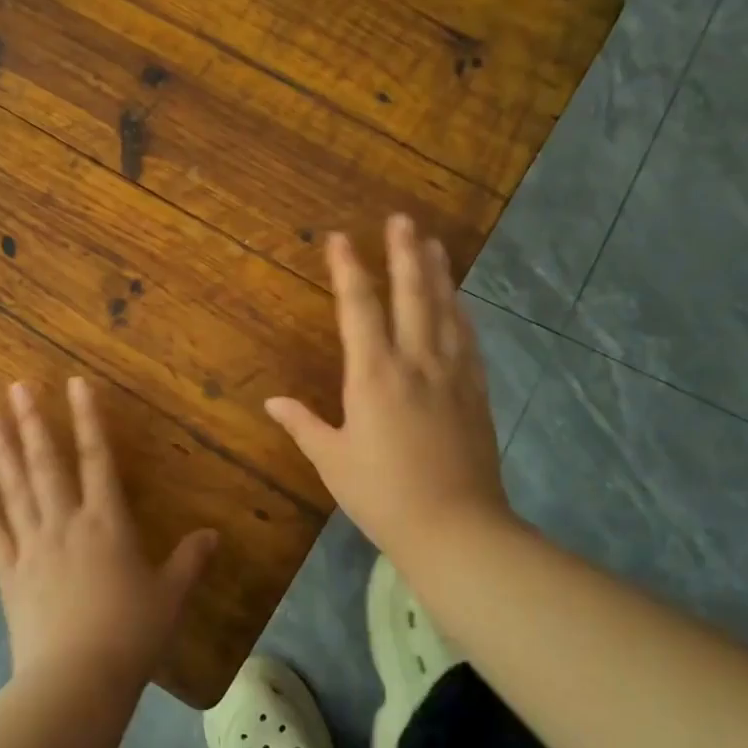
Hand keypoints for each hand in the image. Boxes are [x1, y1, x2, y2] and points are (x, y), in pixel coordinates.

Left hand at [0, 377, 216, 685]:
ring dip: (2, 455)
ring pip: (15, 491)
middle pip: (46, 464)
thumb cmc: (130, 633)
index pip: (96, 457)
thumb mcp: (170, 596)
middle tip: (14, 387)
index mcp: (106, 522)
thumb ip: (190, 560)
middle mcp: (65, 524)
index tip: (74, 383)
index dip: (87, 418)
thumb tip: (214, 534)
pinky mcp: (10, 577)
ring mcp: (32, 548)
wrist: (75, 681)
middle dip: (32, 422)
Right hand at [265, 214, 513, 555]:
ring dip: (437, 273)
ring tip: (433, 243)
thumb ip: (303, 425)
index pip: (359, 308)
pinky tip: (459, 302)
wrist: (455, 528)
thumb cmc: (382, 495)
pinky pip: (468, 340)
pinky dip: (460, 313)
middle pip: (412, 294)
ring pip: (445, 310)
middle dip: (404, 253)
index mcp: (374, 375)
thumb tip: (272, 402)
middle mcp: (415, 362)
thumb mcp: (332, 461)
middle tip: (402, 219)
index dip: (348, 269)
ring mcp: (451, 374)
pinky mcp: (475, 392)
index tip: (340, 238)